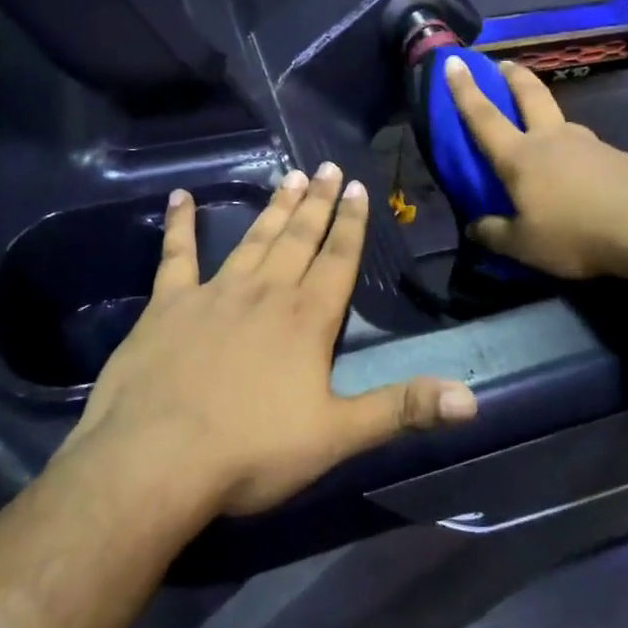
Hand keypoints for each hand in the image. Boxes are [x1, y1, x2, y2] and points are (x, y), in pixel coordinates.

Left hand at [71, 164, 477, 515]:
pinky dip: (179, 225)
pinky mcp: (167, 305)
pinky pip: (176, 255)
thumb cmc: (251, 451)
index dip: (352, 224)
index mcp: (307, 319)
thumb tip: (472, 399)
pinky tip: (180, 197)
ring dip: (274, 208)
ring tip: (291, 177)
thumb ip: (402, 409)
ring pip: (253, 239)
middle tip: (329, 167)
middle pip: (299, 238)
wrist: (155, 460)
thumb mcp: (336, 436)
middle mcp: (265, 293)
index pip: (339, 259)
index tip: (358, 187)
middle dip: (318, 203)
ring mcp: (214, 294)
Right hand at [444, 55, 627, 280]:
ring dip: (545, 111)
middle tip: (502, 64)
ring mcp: (588, 143)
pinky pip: (583, 146)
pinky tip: (576, 170)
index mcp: (520, 156)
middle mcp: (552, 139)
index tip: (454, 61)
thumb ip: (494, 234)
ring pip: (560, 119)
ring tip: (540, 126)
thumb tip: (473, 227)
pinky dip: (571, 147)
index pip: (484, 117)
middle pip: (530, 94)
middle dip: (513, 76)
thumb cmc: (575, 233)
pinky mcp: (616, 157)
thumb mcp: (524, 246)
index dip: (465, 90)